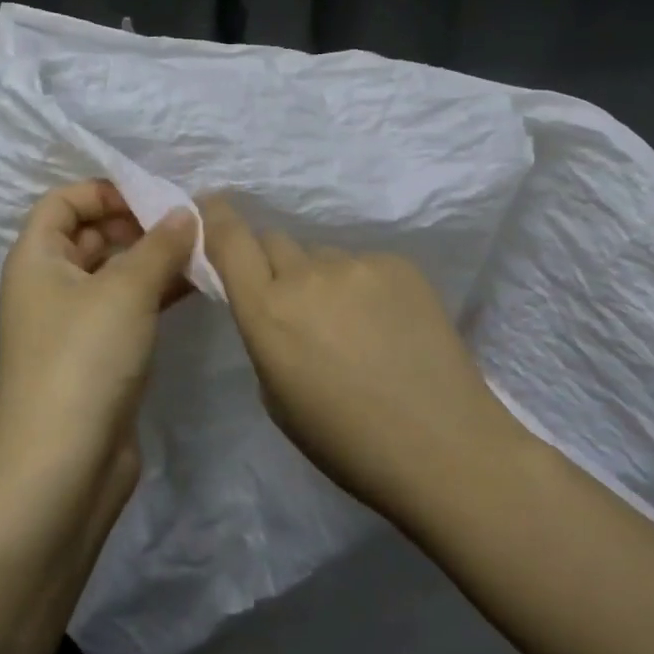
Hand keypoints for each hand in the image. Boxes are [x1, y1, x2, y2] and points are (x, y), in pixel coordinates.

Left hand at [0, 181, 194, 653]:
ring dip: (154, 260)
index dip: (104, 190)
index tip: (155, 196)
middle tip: (191, 221)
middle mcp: (50, 287)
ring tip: (204, 250)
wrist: (63, 468)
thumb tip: (186, 213)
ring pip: (115, 276)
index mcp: (37, 259)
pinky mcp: (99, 359)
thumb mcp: (126, 291)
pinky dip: (157, 295)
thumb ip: (160, 245)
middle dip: (139, 224)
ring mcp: (74, 326)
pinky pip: (128, 311)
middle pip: (92, 236)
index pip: (63, 202)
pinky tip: (197, 287)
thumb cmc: (84, 361)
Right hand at [200, 194, 511, 522]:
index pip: (230, 239)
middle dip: (272, 263)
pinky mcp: (401, 265)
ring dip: (321, 278)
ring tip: (352, 323)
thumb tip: (275, 307)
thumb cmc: (347, 442)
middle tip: (293, 300)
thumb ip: (265, 336)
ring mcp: (358, 265)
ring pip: (322, 255)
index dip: (216, 217)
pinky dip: (363, 286)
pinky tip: (388, 324)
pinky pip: (364, 264)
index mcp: (268, 312)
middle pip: (274, 240)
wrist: (443, 447)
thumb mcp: (277, 398)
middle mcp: (307, 276)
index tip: (210, 206)